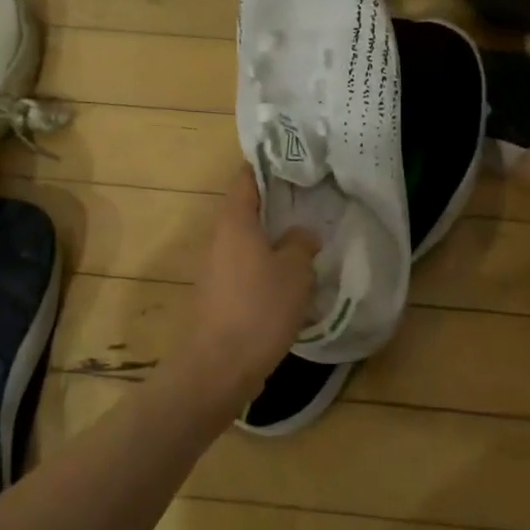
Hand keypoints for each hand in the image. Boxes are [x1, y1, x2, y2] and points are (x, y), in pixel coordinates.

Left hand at [184, 164, 320, 407]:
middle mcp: (220, 237)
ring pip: (248, 240)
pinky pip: (247, 266)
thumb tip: (302, 233)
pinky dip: (267, 264)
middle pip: (248, 208)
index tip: (297, 162)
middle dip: (278, 203)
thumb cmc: (259, 308)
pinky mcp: (220, 294)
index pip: (247, 177)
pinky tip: (292, 276)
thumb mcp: (293, 271)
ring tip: (309, 237)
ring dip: (274, 237)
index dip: (270, 165)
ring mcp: (216, 267)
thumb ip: (300, 244)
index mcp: (235, 220)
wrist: (218, 367)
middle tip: (313, 200)